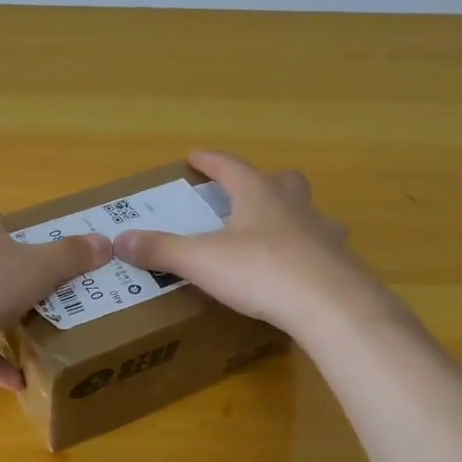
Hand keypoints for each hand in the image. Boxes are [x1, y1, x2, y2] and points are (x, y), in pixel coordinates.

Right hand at [112, 149, 398, 335]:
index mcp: (259, 195)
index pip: (231, 167)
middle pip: (282, 181)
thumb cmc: (261, 271)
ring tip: (276, 234)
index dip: (211, 161)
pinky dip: (308, 254)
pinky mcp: (342, 264)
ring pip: (309, 213)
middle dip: (262, 182)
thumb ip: (162, 250)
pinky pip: (323, 249)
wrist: (331, 306)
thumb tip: (120, 240)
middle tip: (245, 194)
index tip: (194, 156)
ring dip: (292, 216)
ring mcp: (324, 233)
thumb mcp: (202, 261)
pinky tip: (299, 273)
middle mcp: (295, 205)